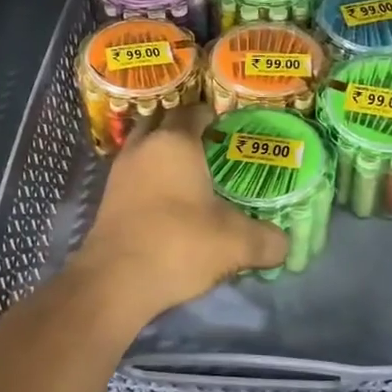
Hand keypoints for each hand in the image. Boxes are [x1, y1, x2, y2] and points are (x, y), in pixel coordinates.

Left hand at [73, 102, 288, 319]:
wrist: (115, 280)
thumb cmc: (179, 244)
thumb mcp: (236, 244)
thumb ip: (267, 240)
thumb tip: (284, 244)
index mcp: (175, 143)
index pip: (194, 112)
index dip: (214, 116)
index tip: (231, 129)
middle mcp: (144, 147)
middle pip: (164, 122)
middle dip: (185, 129)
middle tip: (212, 146)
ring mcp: (120, 171)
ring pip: (144, 146)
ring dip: (163, 152)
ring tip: (190, 172)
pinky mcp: (108, 198)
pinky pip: (134, 173)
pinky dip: (150, 177)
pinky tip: (168, 199)